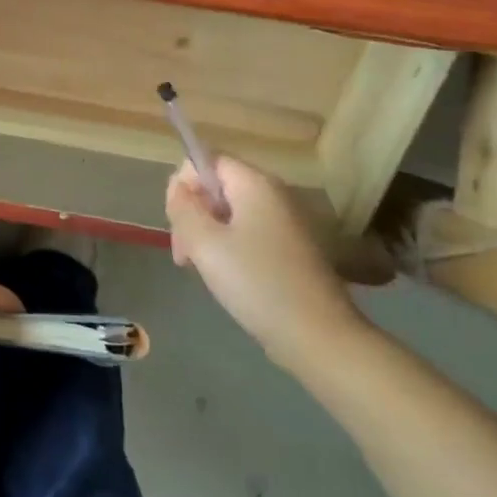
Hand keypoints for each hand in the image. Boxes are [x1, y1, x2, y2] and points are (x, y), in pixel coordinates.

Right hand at [167, 156, 384, 372]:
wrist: (319, 336)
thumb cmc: (257, 282)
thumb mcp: (205, 243)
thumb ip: (183, 208)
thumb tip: (178, 189)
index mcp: (254, 183)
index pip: (206, 160)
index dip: (183, 185)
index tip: (177, 224)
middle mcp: (273, 193)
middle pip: (217, 187)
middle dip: (193, 215)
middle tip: (185, 256)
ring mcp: (285, 222)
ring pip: (230, 214)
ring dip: (208, 235)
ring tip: (202, 271)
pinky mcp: (291, 249)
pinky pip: (249, 234)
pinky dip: (230, 249)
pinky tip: (227, 279)